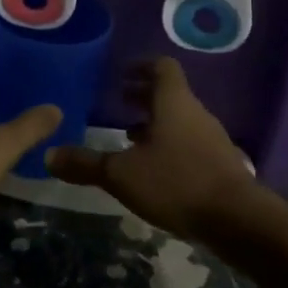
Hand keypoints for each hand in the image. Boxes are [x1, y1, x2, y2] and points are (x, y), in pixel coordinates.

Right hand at [45, 57, 258, 242]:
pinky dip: (170, 146)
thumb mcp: (122, 174)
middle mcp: (195, 113)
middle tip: (119, 103)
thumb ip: (86, 164)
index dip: (141, 66)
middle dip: (144, 96)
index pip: (161, 67)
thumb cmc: (177, 182)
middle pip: (170, 93)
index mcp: (173, 102)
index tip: (122, 73)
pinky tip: (155, 170)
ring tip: (130, 138)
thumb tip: (48, 155)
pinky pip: (190, 143)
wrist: (239, 220)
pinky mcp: (220, 164)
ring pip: (180, 120)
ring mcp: (211, 139)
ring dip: (156, 123)